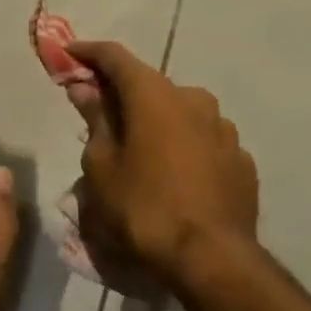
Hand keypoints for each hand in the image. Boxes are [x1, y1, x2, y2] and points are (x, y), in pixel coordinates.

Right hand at [68, 40, 259, 290]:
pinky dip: (181, 144)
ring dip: (155, 121)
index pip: (116, 57)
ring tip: (138, 150)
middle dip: (122, 94)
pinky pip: (202, 140)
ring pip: (179, 112)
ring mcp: (224, 129)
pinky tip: (171, 173)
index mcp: (154, 95)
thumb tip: (85, 88)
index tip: (69, 53)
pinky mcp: (241, 159)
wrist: (212, 258)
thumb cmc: (143, 206)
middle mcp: (193, 99)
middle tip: (99, 112)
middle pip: (149, 85)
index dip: (89, 52)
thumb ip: (95, 119)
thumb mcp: (102, 165)